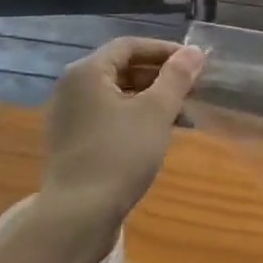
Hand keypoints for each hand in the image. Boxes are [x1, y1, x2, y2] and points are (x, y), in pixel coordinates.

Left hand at [41, 38, 205, 229]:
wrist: (77, 216)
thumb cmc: (120, 154)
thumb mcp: (156, 111)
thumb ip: (177, 77)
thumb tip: (194, 51)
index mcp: (87, 72)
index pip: (130, 46)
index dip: (164, 50)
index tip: (194, 62)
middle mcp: (71, 88)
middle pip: (121, 68)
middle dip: (159, 74)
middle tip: (191, 86)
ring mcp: (68, 117)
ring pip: (116, 94)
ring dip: (150, 96)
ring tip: (181, 111)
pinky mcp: (72, 142)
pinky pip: (107, 115)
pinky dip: (134, 115)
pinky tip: (158, 132)